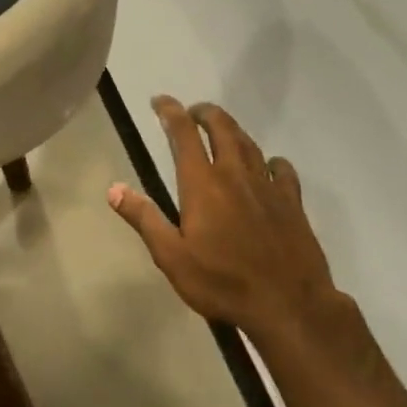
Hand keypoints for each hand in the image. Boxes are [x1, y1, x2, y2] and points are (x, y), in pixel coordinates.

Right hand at [109, 97, 357, 354]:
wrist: (289, 304)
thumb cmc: (222, 282)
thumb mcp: (171, 256)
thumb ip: (144, 218)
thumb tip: (114, 188)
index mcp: (202, 183)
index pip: (183, 134)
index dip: (170, 112)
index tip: (159, 101)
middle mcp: (235, 174)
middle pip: (221, 128)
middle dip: (204, 113)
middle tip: (192, 111)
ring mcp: (268, 186)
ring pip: (249, 143)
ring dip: (232, 130)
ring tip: (222, 130)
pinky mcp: (292, 202)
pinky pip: (281, 168)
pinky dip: (270, 160)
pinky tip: (268, 166)